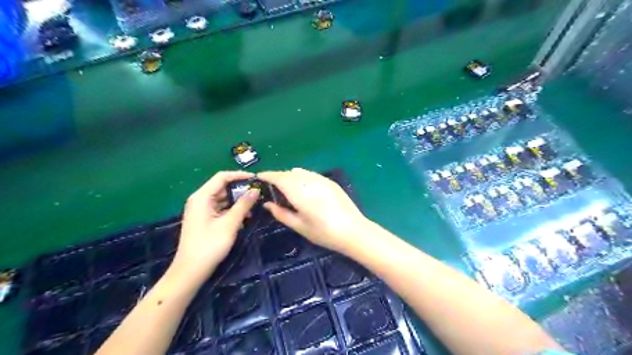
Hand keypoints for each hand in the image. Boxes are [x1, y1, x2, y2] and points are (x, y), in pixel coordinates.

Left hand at [171, 170, 258, 281]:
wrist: (191, 270)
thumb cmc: (209, 245)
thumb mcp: (230, 223)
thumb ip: (243, 205)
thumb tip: (256, 190)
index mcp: (202, 197)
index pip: (222, 177)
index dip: (239, 175)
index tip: (256, 179)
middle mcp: (200, 200)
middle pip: (222, 187)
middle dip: (240, 189)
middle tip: (258, 193)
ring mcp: (202, 210)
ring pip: (223, 198)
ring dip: (238, 201)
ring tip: (254, 206)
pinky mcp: (205, 219)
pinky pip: (221, 208)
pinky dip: (232, 210)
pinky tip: (245, 216)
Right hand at [257, 168, 368, 251]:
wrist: (353, 230)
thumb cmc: (323, 232)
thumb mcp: (299, 226)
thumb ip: (281, 213)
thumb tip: (267, 204)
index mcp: (299, 192)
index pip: (279, 177)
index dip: (268, 175)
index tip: (259, 176)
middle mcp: (309, 181)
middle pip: (289, 173)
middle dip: (278, 176)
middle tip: (271, 186)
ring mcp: (322, 179)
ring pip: (300, 172)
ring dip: (290, 176)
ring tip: (287, 187)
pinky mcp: (330, 182)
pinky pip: (311, 174)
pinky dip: (302, 177)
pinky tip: (303, 187)